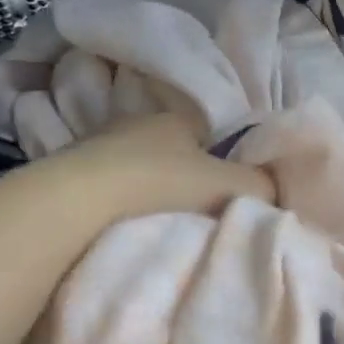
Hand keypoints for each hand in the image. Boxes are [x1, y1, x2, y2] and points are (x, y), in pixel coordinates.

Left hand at [38, 113, 273, 219]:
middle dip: (180, 175)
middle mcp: (136, 122)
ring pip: (135, 167)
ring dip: (144, 189)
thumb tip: (273, 190)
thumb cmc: (160, 184)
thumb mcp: (228, 185)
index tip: (223, 191)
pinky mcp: (70, 171)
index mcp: (175, 117)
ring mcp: (98, 144)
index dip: (219, 159)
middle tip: (192, 211)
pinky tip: (120, 226)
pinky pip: (106, 185)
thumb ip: (260, 185)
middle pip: (170, 150)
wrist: (79, 202)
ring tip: (154, 223)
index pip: (206, 131)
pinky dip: (115, 202)